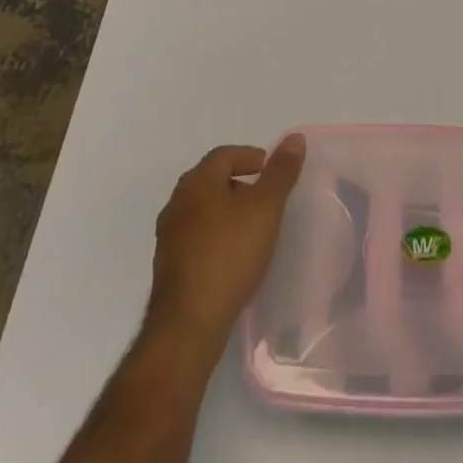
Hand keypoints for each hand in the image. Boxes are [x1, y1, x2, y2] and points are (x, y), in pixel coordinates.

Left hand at [146, 137, 304, 349]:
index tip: (272, 171)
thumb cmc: (229, 255)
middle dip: (238, 183)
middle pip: (211, 180)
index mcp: (197, 182)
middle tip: (264, 198)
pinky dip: (215, 236)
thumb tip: (295, 137)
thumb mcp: (265, 208)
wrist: (188, 326)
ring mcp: (168, 237)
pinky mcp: (168, 268)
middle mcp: (177, 203)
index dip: (251, 157)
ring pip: (202, 210)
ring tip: (251, 228)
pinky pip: (195, 238)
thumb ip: (281, 172)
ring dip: (226, 211)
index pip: (225, 154)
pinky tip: (231, 256)